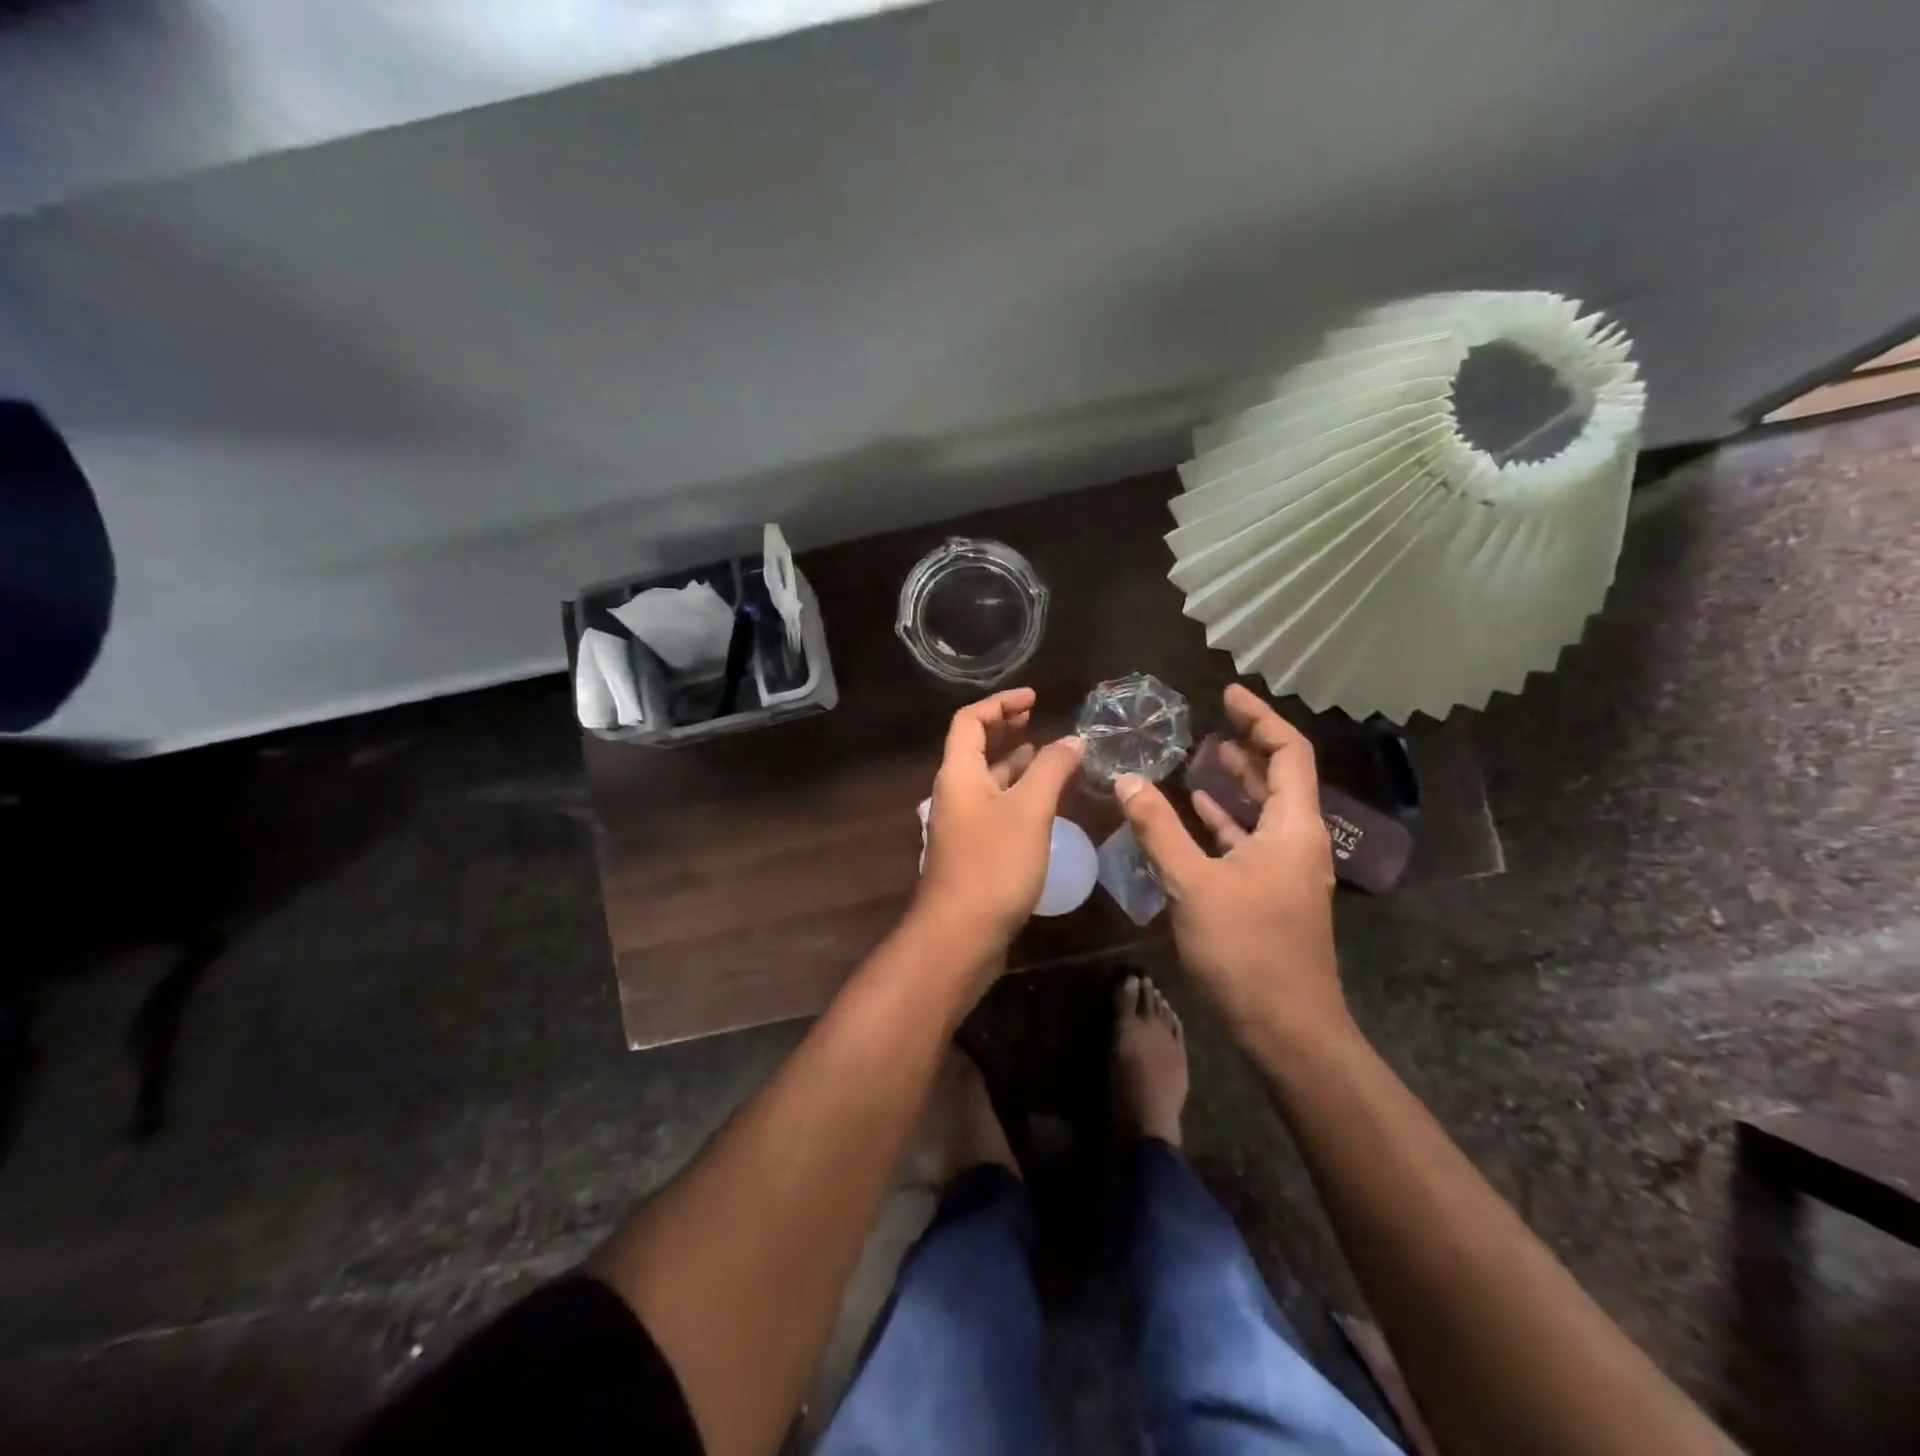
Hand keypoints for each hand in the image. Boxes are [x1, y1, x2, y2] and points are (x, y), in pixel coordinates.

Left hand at [917, 687, 1084, 950]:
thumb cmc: (993, 864)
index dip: (1000, 703)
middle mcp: (955, 793)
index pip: (970, 721)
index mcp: (959, 774)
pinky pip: (996, 807)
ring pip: (989, 780)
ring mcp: (963, 824)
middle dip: (1007, 729)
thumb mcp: (1029, 810)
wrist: (960, 934)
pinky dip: (1018, 794)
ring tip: (1050, 755)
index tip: (1034, 698)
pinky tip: (1044, 803)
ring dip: (1015, 763)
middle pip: (976, 748)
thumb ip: (1051, 769)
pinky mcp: (974, 850)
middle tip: (1039, 719)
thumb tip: (1073, 740)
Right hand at [1114, 684, 1351, 1049]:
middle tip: (1207, 722)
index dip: (1260, 718)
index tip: (1226, 695)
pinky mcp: (1270, 892)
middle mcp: (1297, 840)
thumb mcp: (1193, 883)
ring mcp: (1285, 868)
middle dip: (1245, 745)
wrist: (1286, 1029)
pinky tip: (1194, 811)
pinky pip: (1248, 839)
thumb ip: (1157, 828)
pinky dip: (1224, 819)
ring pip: (1262, 810)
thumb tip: (1125, 779)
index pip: (1288, 753)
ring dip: (1234, 782)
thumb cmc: (1246, 950)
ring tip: (1198, 756)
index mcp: (1293, 828)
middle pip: (1279, 777)